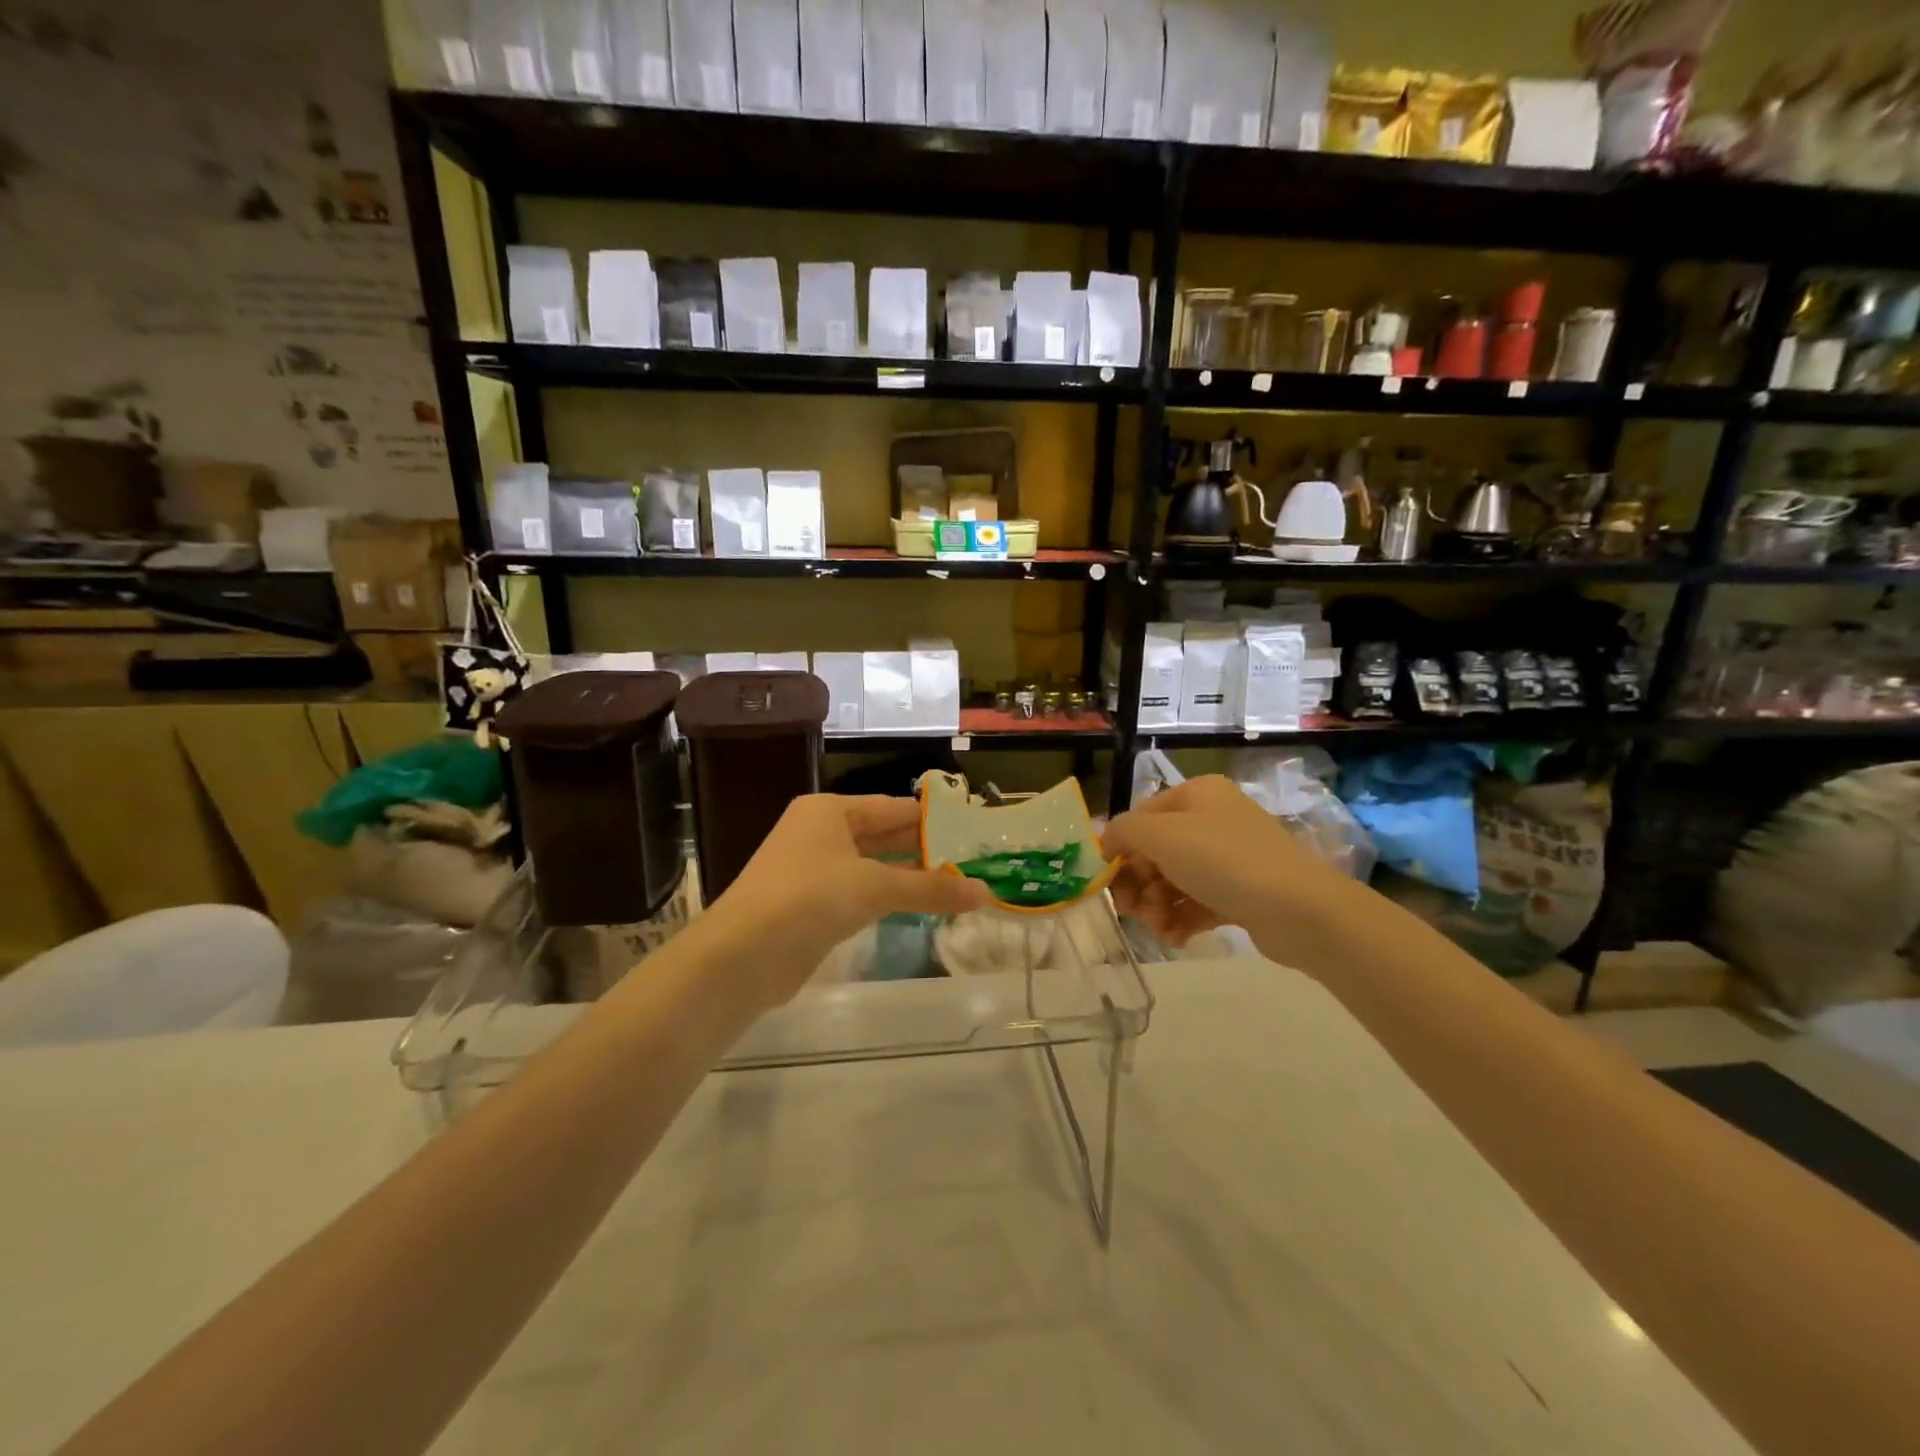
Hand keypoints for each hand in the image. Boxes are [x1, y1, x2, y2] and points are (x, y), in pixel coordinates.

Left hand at [704, 794, 989, 1006]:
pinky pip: (858, 893)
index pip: (893, 808)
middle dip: (925, 849)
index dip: (933, 819)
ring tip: (957, 884)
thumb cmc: (810, 899)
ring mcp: (812, 869)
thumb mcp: (875, 888)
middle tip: (973, 860)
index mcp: (830, 811)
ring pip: (872, 866)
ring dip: (909, 876)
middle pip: (883, 835)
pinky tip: (918, 907)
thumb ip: (931, 889)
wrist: (742, 956)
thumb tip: (985, 892)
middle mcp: (820, 832)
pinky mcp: (810, 905)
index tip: (972, 831)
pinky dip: (887, 898)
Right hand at [1102, 776, 1354, 954]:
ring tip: (1158, 927)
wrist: (1299, 910)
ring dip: (1156, 906)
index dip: (1119, 848)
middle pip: (1156, 852)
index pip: (1141, 817)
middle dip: (1138, 883)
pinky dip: (1180, 920)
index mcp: (1196, 795)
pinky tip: (1174, 938)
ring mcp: (1230, 858)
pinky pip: (1197, 903)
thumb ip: (1123, 832)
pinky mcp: (1241, 894)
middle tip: (1131, 910)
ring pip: (1174, 881)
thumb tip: (1106, 841)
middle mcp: (1213, 820)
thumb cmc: (1224, 861)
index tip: (1106, 882)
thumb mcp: (1162, 835)